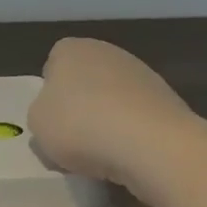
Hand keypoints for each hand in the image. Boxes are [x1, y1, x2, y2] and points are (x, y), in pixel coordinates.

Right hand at [29, 37, 195, 183]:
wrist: (152, 145)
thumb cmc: (81, 125)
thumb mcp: (37, 125)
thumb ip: (41, 115)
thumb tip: (56, 118)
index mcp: (71, 49)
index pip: (53, 66)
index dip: (49, 94)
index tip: (51, 121)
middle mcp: (108, 52)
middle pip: (85, 83)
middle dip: (81, 107)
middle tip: (73, 141)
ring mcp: (143, 75)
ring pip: (114, 102)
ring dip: (108, 123)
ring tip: (103, 157)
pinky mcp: (169, 102)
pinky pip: (138, 120)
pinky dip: (133, 136)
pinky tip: (129, 157)